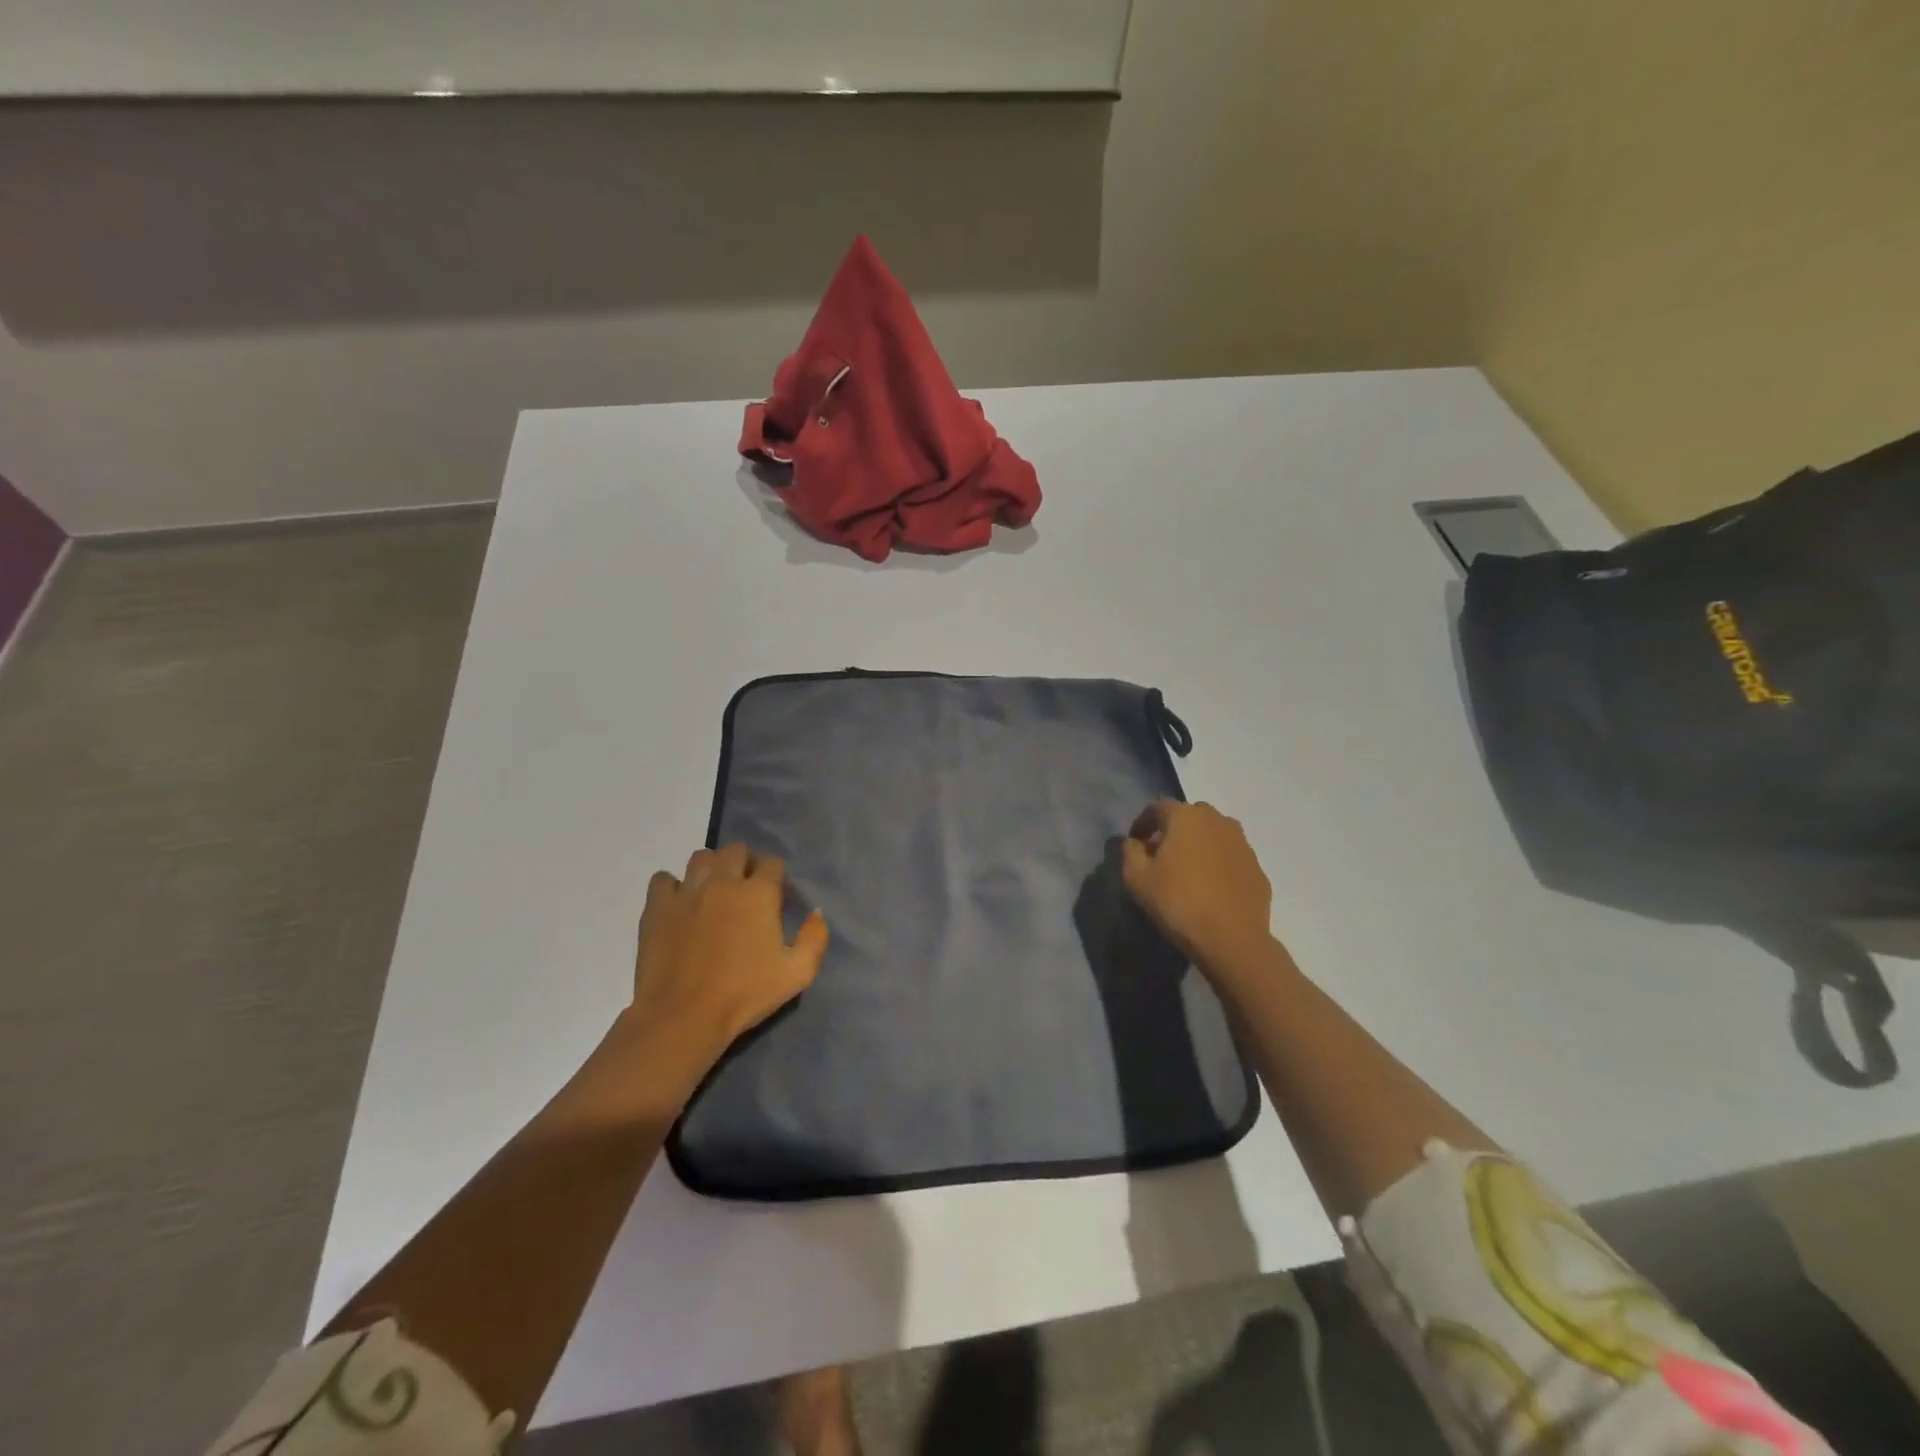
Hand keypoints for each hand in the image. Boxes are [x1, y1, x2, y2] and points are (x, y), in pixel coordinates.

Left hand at [628, 843, 829, 1074]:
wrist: (683, 1017)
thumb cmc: (744, 994)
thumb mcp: (798, 973)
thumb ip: (815, 937)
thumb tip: (816, 912)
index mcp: (758, 893)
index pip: (773, 863)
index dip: (777, 878)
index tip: (777, 900)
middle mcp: (723, 882)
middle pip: (736, 850)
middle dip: (746, 863)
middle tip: (746, 891)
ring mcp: (687, 892)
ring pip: (701, 857)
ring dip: (712, 868)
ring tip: (714, 892)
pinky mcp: (657, 907)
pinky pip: (663, 879)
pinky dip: (673, 887)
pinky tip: (680, 906)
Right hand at [1121, 799, 1273, 975]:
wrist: (1232, 939)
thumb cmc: (1177, 902)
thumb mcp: (1137, 878)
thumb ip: (1130, 852)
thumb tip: (1134, 842)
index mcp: (1186, 817)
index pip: (1158, 807)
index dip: (1143, 822)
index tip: (1136, 843)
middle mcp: (1218, 821)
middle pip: (1190, 815)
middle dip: (1173, 829)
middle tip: (1161, 855)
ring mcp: (1242, 844)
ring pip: (1215, 834)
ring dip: (1199, 844)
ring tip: (1188, 870)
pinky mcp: (1257, 868)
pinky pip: (1231, 857)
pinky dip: (1218, 863)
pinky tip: (1211, 887)